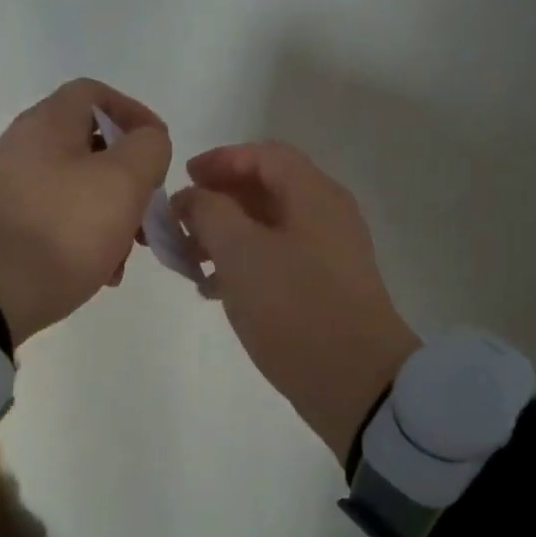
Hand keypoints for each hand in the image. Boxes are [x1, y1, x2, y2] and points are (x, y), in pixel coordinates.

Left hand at [0, 79, 171, 346]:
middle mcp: (25, 147)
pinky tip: (101, 273)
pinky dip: (86, 238)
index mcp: (49, 123)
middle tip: (149, 211)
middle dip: (129, 178)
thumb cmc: (63, 227)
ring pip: (79, 188)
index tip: (160, 148)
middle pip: (91, 146)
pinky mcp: (6, 227)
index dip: (134, 113)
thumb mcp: (123, 181)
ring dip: (113, 215)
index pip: (95, 93)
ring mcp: (12, 189)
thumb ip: (148, 149)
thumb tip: (148, 142)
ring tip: (127, 254)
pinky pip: (59, 220)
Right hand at [171, 142, 419, 457]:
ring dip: (225, 236)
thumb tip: (193, 197)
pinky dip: (243, 264)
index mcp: (313, 195)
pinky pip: (277, 260)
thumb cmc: (294, 306)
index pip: (264, 155)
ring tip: (189, 261)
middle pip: (266, 189)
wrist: (356, 381)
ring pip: (268, 228)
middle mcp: (326, 216)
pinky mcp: (324, 288)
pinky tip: (213, 289)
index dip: (221, 160)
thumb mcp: (240, 252)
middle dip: (218, 201)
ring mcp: (328, 254)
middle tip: (180, 224)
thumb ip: (209, 212)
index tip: (183, 179)